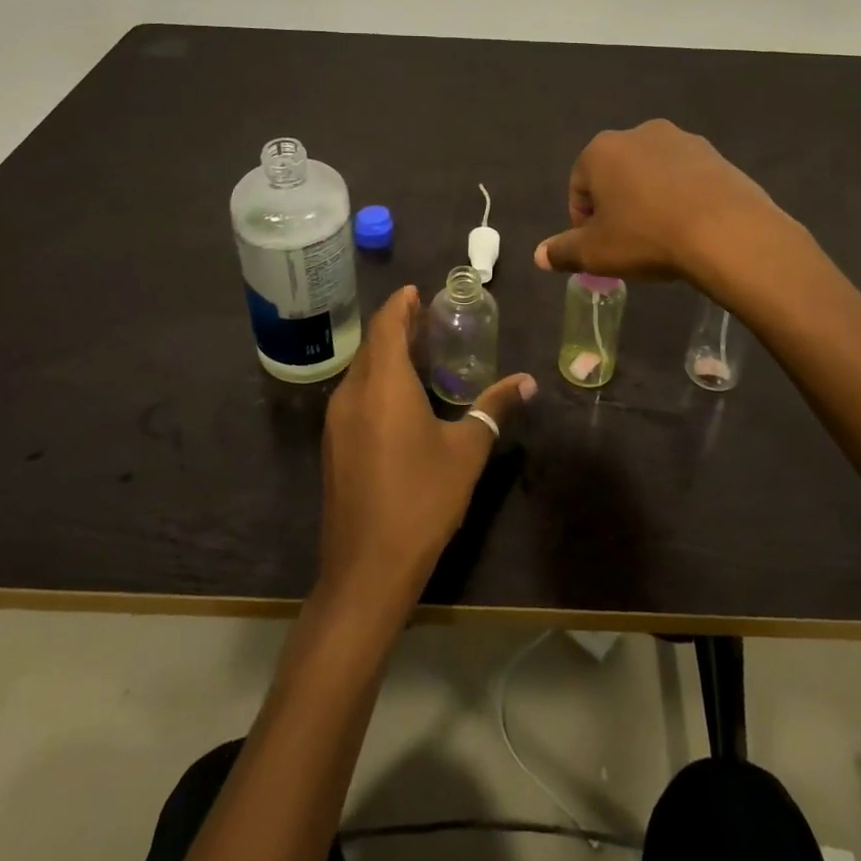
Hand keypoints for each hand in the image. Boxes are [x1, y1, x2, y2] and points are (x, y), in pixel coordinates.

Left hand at [318, 286, 534, 612]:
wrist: (367, 569)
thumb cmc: (421, 500)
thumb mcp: (467, 451)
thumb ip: (494, 409)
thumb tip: (526, 382)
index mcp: (383, 384)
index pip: (386, 325)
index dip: (401, 304)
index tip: (418, 291)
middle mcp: (353, 394)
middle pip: (372, 345)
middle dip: (397, 326)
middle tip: (429, 318)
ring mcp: (337, 421)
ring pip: (362, 371)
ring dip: (386, 354)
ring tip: (421, 352)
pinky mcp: (334, 446)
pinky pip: (356, 395)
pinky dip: (377, 380)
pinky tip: (401, 396)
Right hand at [533, 119, 787, 285]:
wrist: (726, 231)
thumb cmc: (647, 237)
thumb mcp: (596, 253)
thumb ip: (563, 251)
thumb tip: (539, 255)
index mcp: (602, 150)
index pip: (578, 186)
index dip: (583, 221)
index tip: (599, 248)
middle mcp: (639, 134)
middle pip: (615, 174)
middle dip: (616, 205)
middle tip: (628, 242)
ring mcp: (681, 140)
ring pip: (652, 173)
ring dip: (649, 198)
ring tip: (662, 236)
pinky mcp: (715, 154)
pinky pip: (686, 177)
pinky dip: (681, 197)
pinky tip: (691, 227)